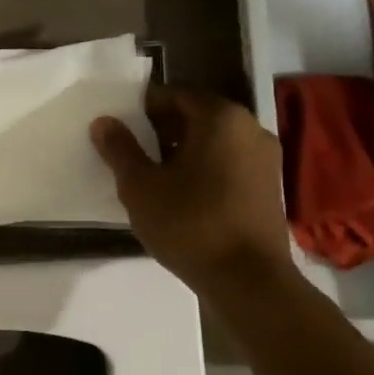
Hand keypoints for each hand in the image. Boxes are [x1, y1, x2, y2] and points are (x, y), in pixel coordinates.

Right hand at [91, 86, 294, 290]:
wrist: (248, 280)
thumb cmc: (190, 224)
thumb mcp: (140, 187)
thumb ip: (120, 149)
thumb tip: (104, 122)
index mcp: (220, 117)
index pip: (175, 94)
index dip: (143, 107)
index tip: (120, 128)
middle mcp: (250, 128)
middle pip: (197, 115)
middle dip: (163, 128)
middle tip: (132, 150)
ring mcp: (265, 158)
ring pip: (215, 140)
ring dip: (183, 150)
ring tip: (153, 175)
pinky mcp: (269, 186)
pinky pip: (229, 162)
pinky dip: (205, 168)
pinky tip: (182, 194)